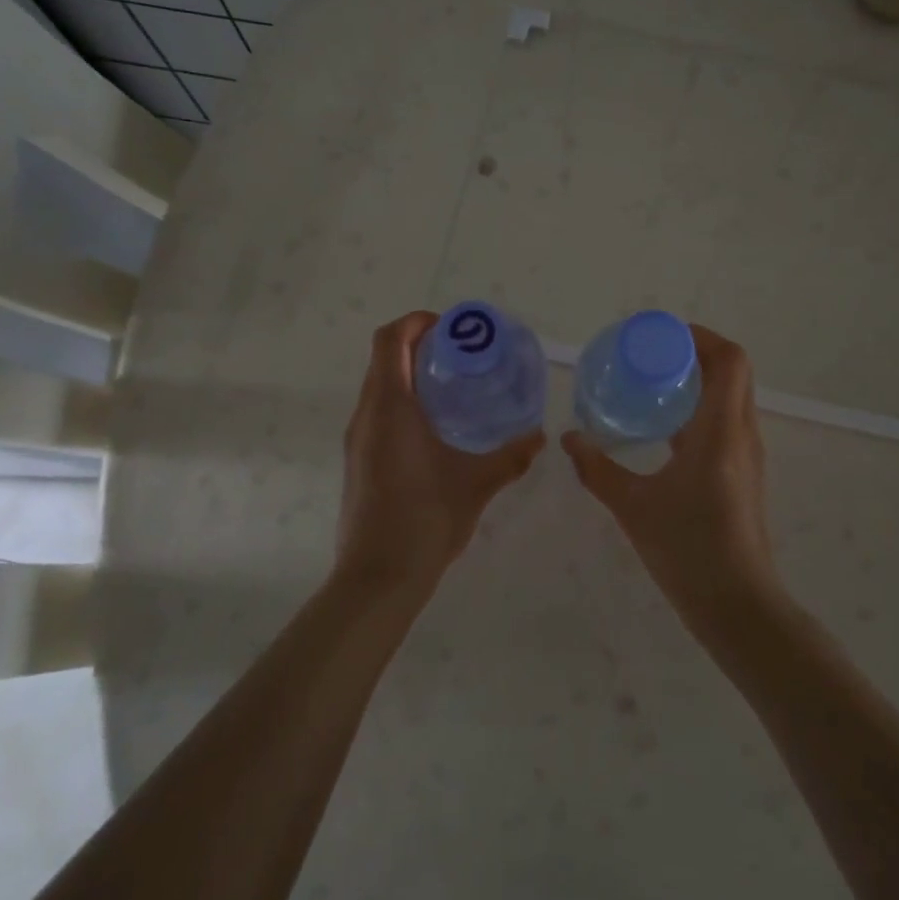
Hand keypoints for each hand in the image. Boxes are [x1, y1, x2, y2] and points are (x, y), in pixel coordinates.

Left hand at [337, 312, 543, 592]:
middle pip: (383, 358)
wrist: (379, 577)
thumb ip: (510, 456)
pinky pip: (378, 412)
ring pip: (379, 386)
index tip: (452, 329)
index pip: (390, 340)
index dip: (417, 322)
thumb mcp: (477, 484)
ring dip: (410, 374)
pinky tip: (437, 426)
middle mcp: (366, 415)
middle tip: (462, 355)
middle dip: (419, 345)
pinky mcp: (359, 460)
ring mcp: (358, 439)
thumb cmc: (426, 520)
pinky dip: (403, 401)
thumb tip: (539, 436)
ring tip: (454, 386)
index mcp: (390, 408)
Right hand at [562, 324, 779, 630]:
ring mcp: (746, 454)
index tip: (660, 337)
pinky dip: (699, 409)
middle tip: (648, 357)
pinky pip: (725, 421)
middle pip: (731, 372)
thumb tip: (569, 439)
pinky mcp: (742, 473)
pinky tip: (662, 429)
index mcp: (721, 430)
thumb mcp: (633, 506)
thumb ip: (597, 469)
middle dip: (693, 354)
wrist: (737, 605)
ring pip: (730, 396)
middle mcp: (742, 434)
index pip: (730, 360)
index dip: (700, 337)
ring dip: (697, 380)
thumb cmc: (688, 550)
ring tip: (651, 384)